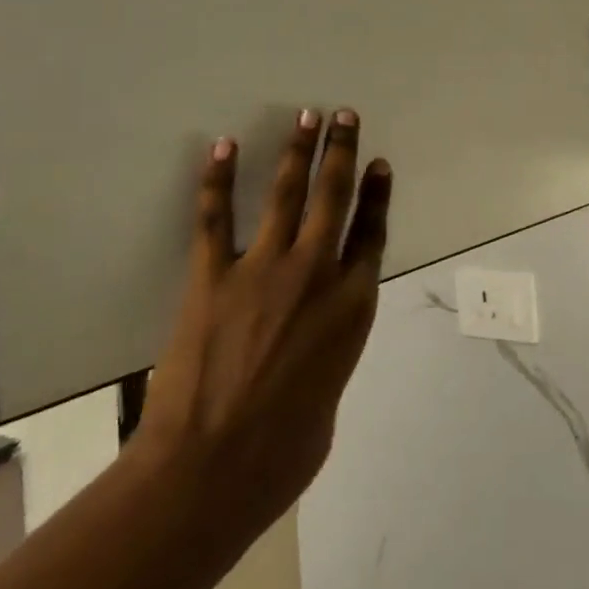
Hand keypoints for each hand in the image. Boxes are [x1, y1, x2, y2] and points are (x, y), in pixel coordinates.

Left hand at [129, 109, 391, 539]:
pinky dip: (217, 181)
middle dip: (342, 151)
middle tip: (344, 116)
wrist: (209, 472)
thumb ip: (327, 358)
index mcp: (352, 306)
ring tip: (306, 116)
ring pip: (287, 194)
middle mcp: (316, 274)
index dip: (377, 194)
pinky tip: (222, 148)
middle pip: (335, 197)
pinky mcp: (212, 278)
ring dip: (298, 151)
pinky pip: (216, 218)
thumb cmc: (281, 454)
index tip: (379, 164)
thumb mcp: (328, 400)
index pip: (371, 232)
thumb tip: (310, 351)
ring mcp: (264, 270)